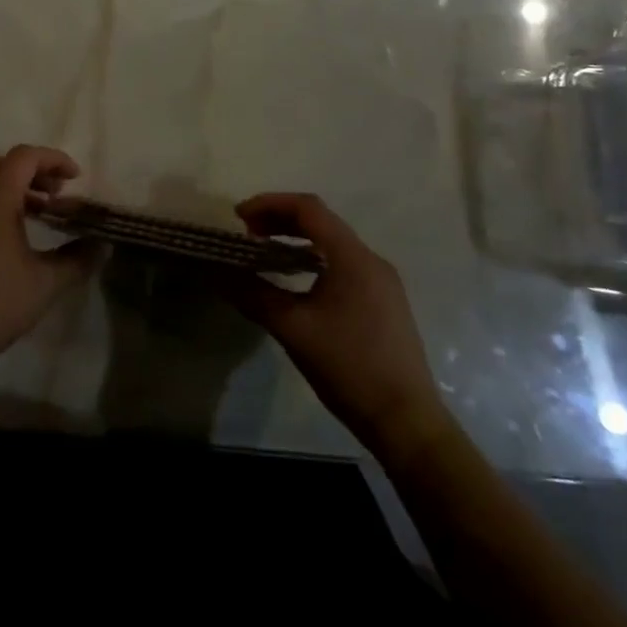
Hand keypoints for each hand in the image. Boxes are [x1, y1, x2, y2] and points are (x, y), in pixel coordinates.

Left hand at [0, 145, 102, 381]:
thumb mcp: (44, 285)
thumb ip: (76, 261)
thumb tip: (102, 246)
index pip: (24, 156)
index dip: (53, 159)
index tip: (76, 178)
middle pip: (4, 164)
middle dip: (35, 170)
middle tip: (59, 193)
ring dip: (18, 189)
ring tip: (44, 214)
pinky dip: (2, 205)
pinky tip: (17, 239)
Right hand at [225, 193, 451, 462]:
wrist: (406, 422)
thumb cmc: (349, 367)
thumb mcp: (293, 329)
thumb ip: (254, 295)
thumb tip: (220, 274)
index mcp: (352, 258)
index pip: (309, 208)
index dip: (270, 203)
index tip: (239, 217)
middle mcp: (371, 260)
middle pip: (322, 221)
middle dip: (281, 219)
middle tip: (247, 232)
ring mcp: (382, 282)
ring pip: (333, 242)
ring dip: (297, 238)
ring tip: (265, 251)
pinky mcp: (385, 301)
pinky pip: (344, 262)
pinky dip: (314, 257)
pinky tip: (296, 278)